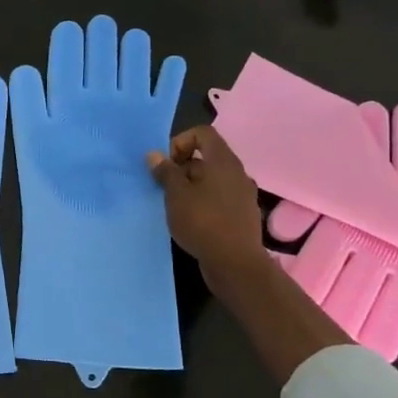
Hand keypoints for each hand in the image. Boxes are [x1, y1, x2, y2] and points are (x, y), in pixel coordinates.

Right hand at [147, 125, 263, 278]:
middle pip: (206, 157)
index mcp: (223, 161)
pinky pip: (219, 197)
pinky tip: (192, 221)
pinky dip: (204, 202)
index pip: (203, 133)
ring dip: (191, 187)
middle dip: (182, 168)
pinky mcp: (242, 214)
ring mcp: (243, 194)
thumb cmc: (203, 222)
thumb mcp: (176, 195)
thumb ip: (165, 172)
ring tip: (175, 206)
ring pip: (212, 179)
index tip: (167, 164)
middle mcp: (237, 173)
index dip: (180, 142)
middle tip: (165, 188)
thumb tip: (154, 155)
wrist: (236, 263)